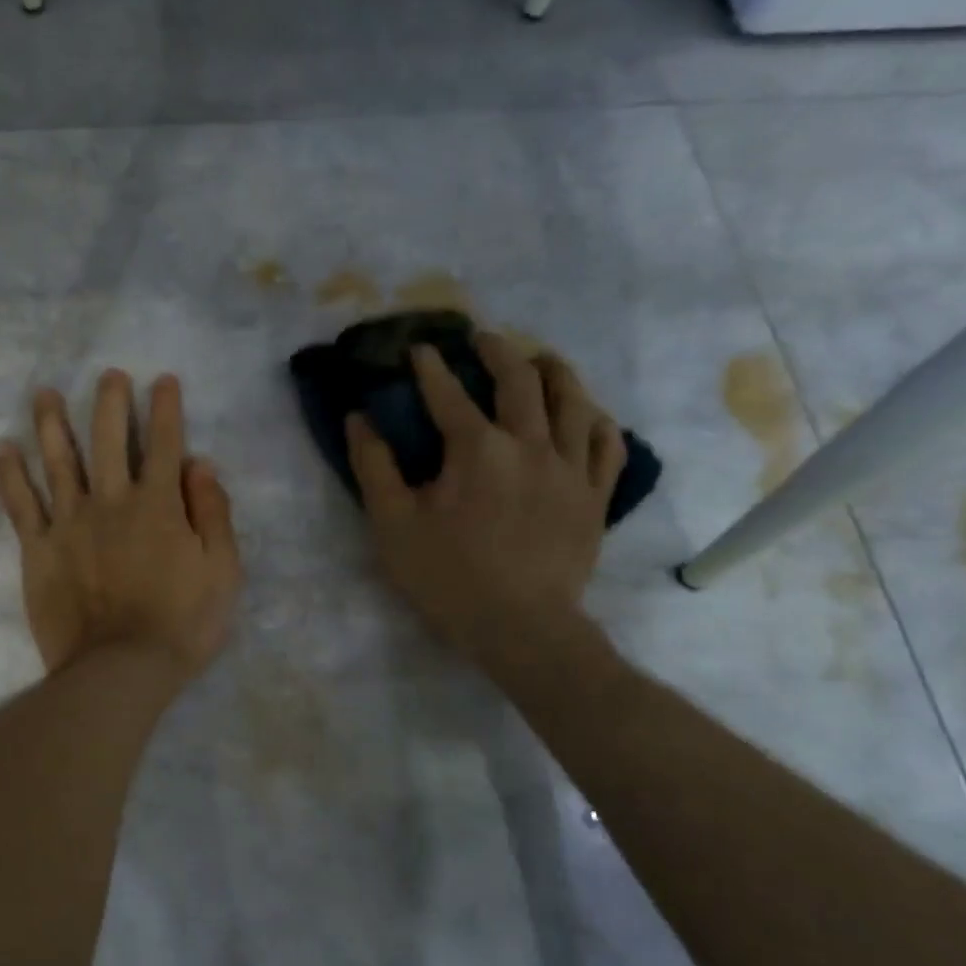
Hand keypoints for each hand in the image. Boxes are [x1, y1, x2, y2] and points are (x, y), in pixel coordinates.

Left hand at [0, 370, 241, 688]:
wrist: (120, 670)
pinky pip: (20, 505)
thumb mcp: (222, 571)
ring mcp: (69, 523)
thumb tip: (200, 465)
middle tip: (109, 375)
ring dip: (51, 423)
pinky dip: (10, 475)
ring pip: (58, 460)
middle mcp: (111, 501)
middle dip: (110, 402)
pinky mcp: (39, 549)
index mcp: (158, 505)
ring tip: (44, 393)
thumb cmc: (182, 624)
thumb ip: (213, 513)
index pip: (164, 443)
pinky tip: (3, 449)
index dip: (166, 408)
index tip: (163, 380)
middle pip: (107, 439)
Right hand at [346, 335, 624, 678]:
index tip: (419, 348)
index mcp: (476, 449)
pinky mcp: (595, 496)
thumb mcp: (392, 524)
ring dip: (554, 371)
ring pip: (573, 401)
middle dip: (497, 351)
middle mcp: (529, 445)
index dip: (430, 367)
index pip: (448, 394)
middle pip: (519, 381)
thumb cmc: (448, 577)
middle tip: (482, 338)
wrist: (521, 628)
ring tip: (541, 359)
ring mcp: (570, 469)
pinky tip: (588, 414)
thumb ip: (373, 466)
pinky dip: (596, 421)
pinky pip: (606, 444)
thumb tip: (359, 418)